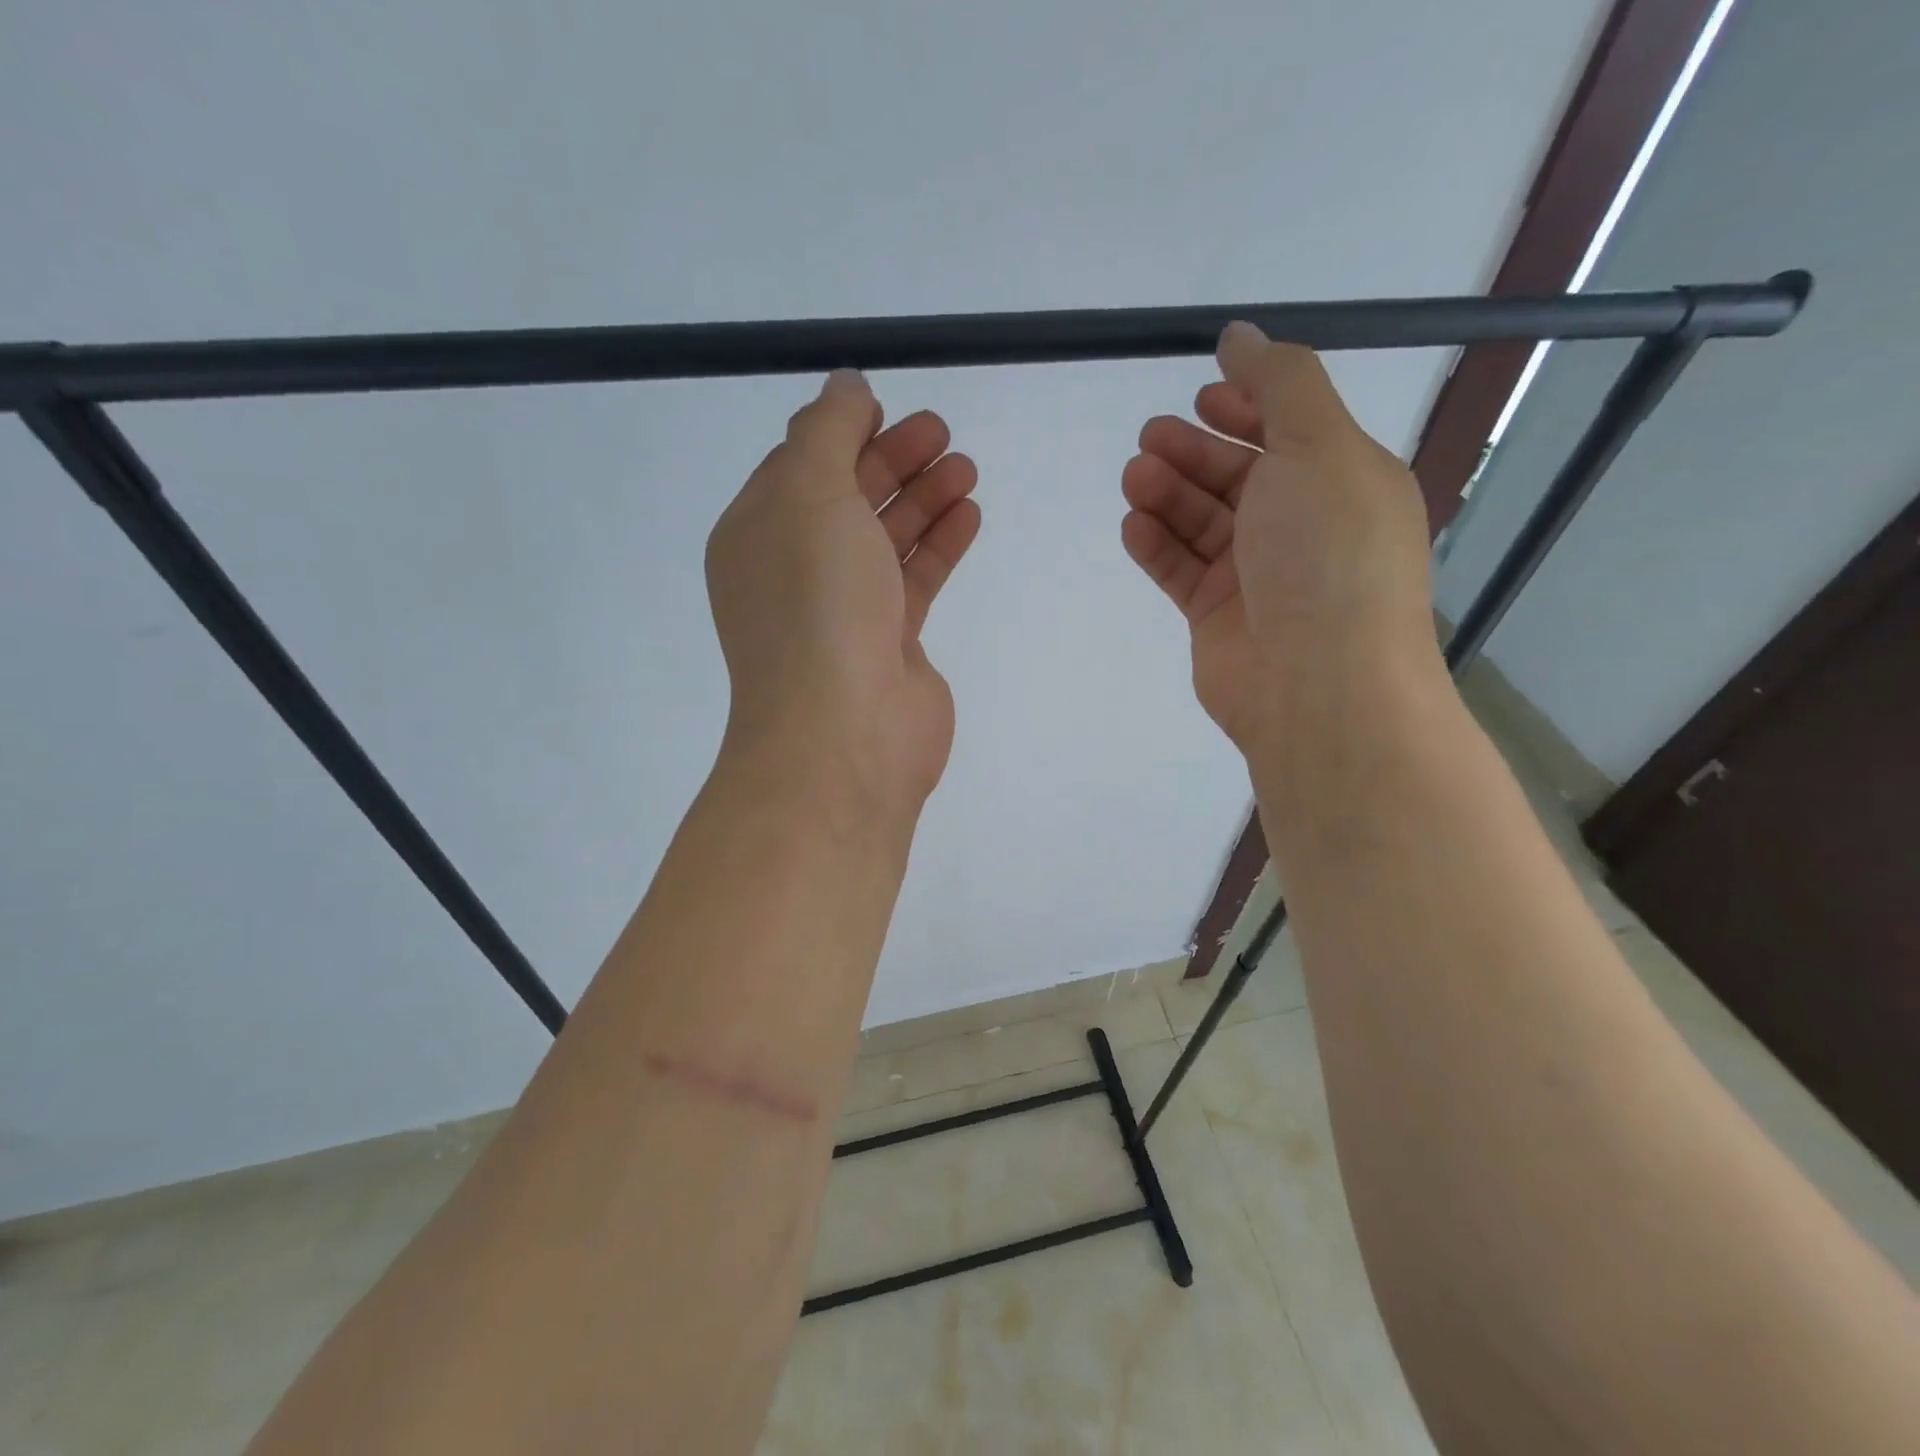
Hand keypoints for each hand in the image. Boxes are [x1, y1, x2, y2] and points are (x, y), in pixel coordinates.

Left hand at [706, 370, 981, 809]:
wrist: (845, 733)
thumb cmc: (816, 605)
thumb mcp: (808, 495)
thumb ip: (826, 432)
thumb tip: (845, 387)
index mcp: (757, 536)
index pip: (798, 467)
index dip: (843, 433)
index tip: (889, 407)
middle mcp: (795, 572)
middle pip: (847, 500)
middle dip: (892, 461)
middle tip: (942, 432)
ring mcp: (843, 612)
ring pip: (885, 540)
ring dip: (923, 499)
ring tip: (965, 468)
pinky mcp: (889, 644)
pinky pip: (914, 580)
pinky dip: (939, 544)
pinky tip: (969, 514)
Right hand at [1121, 322, 1438, 750]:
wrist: (1317, 685)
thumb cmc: (1328, 556)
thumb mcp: (1319, 447)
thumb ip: (1280, 383)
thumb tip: (1241, 333)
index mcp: (1342, 482)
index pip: (1288, 430)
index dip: (1246, 407)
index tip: (1200, 393)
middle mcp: (1301, 527)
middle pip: (1236, 476)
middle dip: (1192, 452)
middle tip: (1149, 440)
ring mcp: (1257, 575)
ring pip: (1201, 522)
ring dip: (1167, 494)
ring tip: (1134, 479)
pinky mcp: (1217, 616)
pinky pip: (1180, 569)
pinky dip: (1156, 544)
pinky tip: (1133, 526)